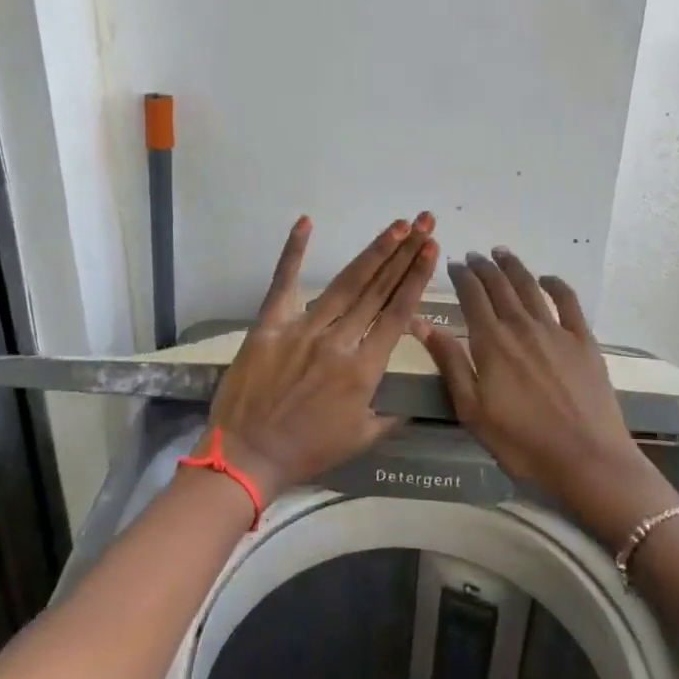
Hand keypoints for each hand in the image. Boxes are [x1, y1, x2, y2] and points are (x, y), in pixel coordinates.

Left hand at [206, 213, 439, 500]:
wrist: (247, 457)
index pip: (397, 314)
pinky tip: (306, 222)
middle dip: (404, 254)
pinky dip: (293, 251)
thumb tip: (416, 401)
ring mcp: (302, 329)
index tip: (431, 251)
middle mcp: (338, 341)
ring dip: (373, 252)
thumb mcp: (362, 439)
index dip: (416, 279)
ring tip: (395, 226)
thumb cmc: (307, 451)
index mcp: (363, 369)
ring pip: (345, 284)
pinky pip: (283, 282)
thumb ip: (393, 415)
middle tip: (422, 223)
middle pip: (378, 290)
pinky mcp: (269, 325)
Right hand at [410, 247, 678, 544]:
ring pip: (530, 287)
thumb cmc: (522, 442)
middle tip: (474, 256)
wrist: (587, 460)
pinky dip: (555, 284)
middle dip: (484, 267)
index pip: (472, 296)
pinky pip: (569, 301)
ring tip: (502, 253)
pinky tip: (547, 279)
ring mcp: (556, 330)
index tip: (454, 264)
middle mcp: (522, 326)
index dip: (462, 276)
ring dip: (514, 267)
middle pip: (500, 286)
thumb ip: (449, 362)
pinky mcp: (584, 341)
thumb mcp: (472, 410)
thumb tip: (421, 323)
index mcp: (491, 342)